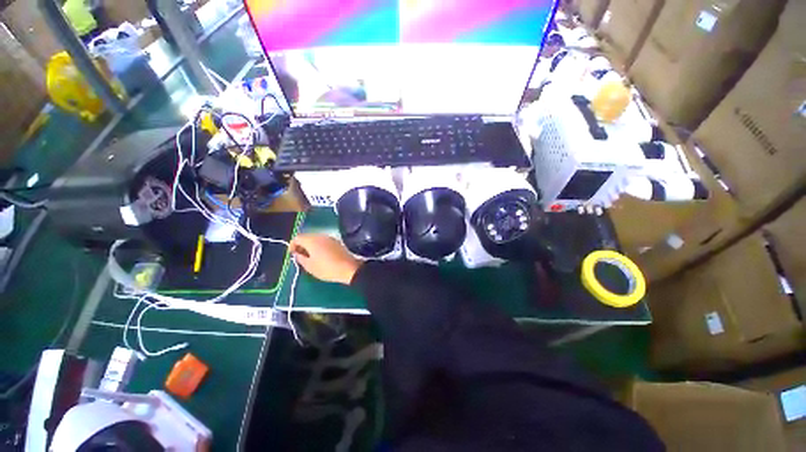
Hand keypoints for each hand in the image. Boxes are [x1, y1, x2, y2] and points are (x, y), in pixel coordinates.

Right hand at [290, 234, 361, 284]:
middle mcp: (321, 236)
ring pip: (316, 239)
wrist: (348, 268)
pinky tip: (320, 256)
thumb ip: (300, 258)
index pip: (297, 237)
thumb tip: (297, 253)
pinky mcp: (337, 242)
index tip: (292, 254)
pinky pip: (324, 242)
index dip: (292, 245)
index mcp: (312, 240)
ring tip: (310, 258)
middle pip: (307, 237)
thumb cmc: (326, 268)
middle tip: (300, 257)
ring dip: (310, 246)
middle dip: (301, 245)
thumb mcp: (309, 266)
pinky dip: (319, 246)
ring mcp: (330, 238)